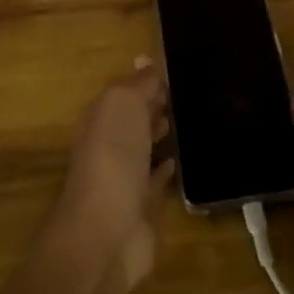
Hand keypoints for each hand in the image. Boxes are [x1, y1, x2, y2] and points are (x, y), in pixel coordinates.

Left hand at [51, 60, 174, 292]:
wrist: (105, 233)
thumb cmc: (112, 159)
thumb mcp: (123, 107)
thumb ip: (138, 84)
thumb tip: (146, 60)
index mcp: (101, 118)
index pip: (126, 91)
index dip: (148, 79)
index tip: (178, 67)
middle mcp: (109, 145)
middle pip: (134, 118)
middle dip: (155, 104)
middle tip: (190, 91)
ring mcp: (125, 177)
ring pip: (145, 147)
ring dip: (161, 133)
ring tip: (192, 118)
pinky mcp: (142, 207)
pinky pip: (157, 180)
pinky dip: (168, 168)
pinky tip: (183, 159)